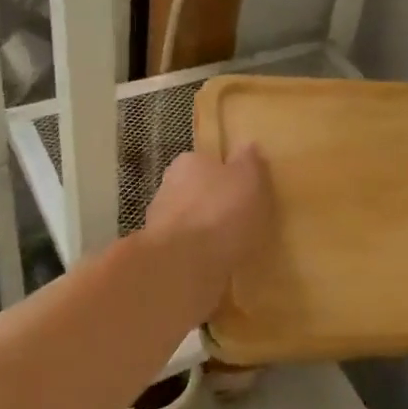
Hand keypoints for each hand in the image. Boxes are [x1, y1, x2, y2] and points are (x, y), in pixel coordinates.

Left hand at [145, 146, 273, 274]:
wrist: (183, 263)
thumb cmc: (221, 211)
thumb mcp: (248, 178)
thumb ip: (249, 161)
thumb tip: (247, 145)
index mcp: (189, 162)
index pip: (209, 162)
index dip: (227, 176)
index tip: (244, 192)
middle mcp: (168, 186)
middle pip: (196, 191)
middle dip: (213, 203)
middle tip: (240, 220)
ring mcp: (159, 221)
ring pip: (188, 221)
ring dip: (204, 230)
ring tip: (230, 247)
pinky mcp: (159, 253)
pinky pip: (185, 248)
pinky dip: (197, 254)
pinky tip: (215, 264)